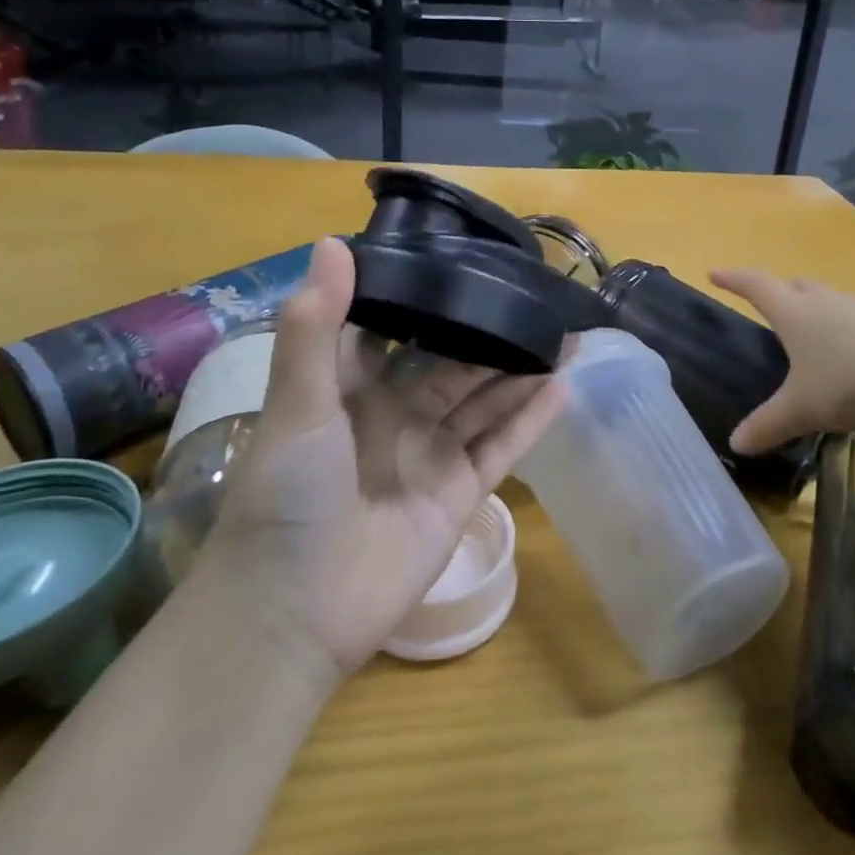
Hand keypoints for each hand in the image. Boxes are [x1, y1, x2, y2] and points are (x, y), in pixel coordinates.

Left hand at [201, 238, 567, 678]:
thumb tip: (333, 241)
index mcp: (353, 389)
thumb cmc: (288, 496)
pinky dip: (532, 420)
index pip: (396, 331)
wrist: (293, 613)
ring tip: (567, 334)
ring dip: (522, 371)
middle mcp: (396, 416)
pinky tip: (565, 387)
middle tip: (537, 298)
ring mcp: (431, 455)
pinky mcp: (459, 493)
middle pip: (455, 365)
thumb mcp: (298, 404)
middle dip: (492, 335)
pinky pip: (503, 447)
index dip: (427, 298)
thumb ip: (315, 325)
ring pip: (486, 401)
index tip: (465, 261)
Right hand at [709, 269, 854, 451]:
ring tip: (817, 336)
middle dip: (781, 292)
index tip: (715, 273)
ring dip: (820, 311)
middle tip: (772, 304)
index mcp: (795, 313)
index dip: (733, 279)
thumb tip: (736, 443)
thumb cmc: (849, 380)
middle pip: (798, 286)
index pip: (756, 286)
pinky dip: (854, 333)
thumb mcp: (802, 409)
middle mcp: (827, 303)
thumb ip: (768, 424)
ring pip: (834, 302)